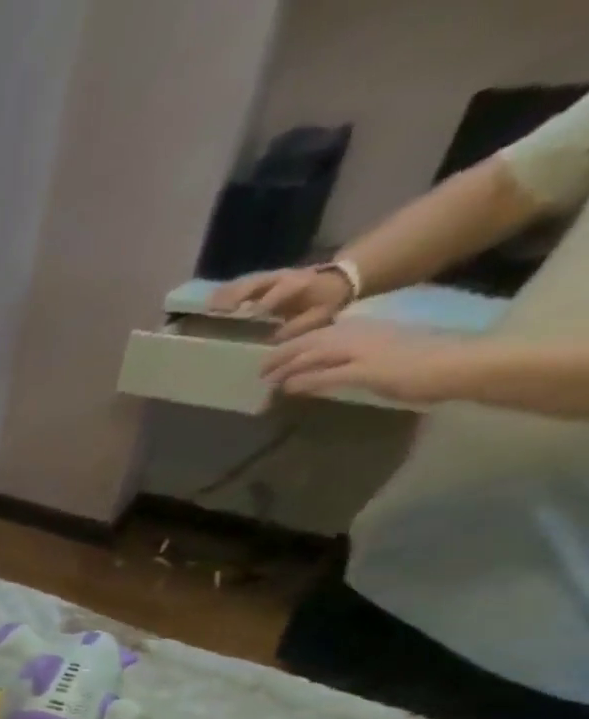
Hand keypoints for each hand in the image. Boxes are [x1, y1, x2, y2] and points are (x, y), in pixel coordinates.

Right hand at [211, 266, 354, 341]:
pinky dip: (225, 293)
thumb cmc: (327, 300)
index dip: (268, 301)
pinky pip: (242, 285)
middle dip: (239, 293)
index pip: (282, 291)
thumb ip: (300, 326)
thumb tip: (275, 339)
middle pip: (258, 282)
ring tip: (208, 305)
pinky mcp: (263, 281)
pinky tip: (210, 302)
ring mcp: (271, 277)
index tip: (253, 314)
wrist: (337, 279)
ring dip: (227, 293)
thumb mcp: (321, 315)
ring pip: (247, 282)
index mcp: (300, 284)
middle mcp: (283, 277)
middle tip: (219, 308)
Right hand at [263, 322, 461, 405]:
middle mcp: (356, 333)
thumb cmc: (407, 373)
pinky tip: (320, 361)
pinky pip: (341, 346)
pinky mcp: (382, 344)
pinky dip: (322, 354)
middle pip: (312, 343)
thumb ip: (320, 378)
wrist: (460, 366)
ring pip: (326, 342)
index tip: (258, 378)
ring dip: (303, 354)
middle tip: (264, 372)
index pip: (303, 349)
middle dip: (287, 356)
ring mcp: (371, 337)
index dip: (279, 363)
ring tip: (286, 366)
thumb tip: (285, 384)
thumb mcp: (359, 377)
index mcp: (347, 339)